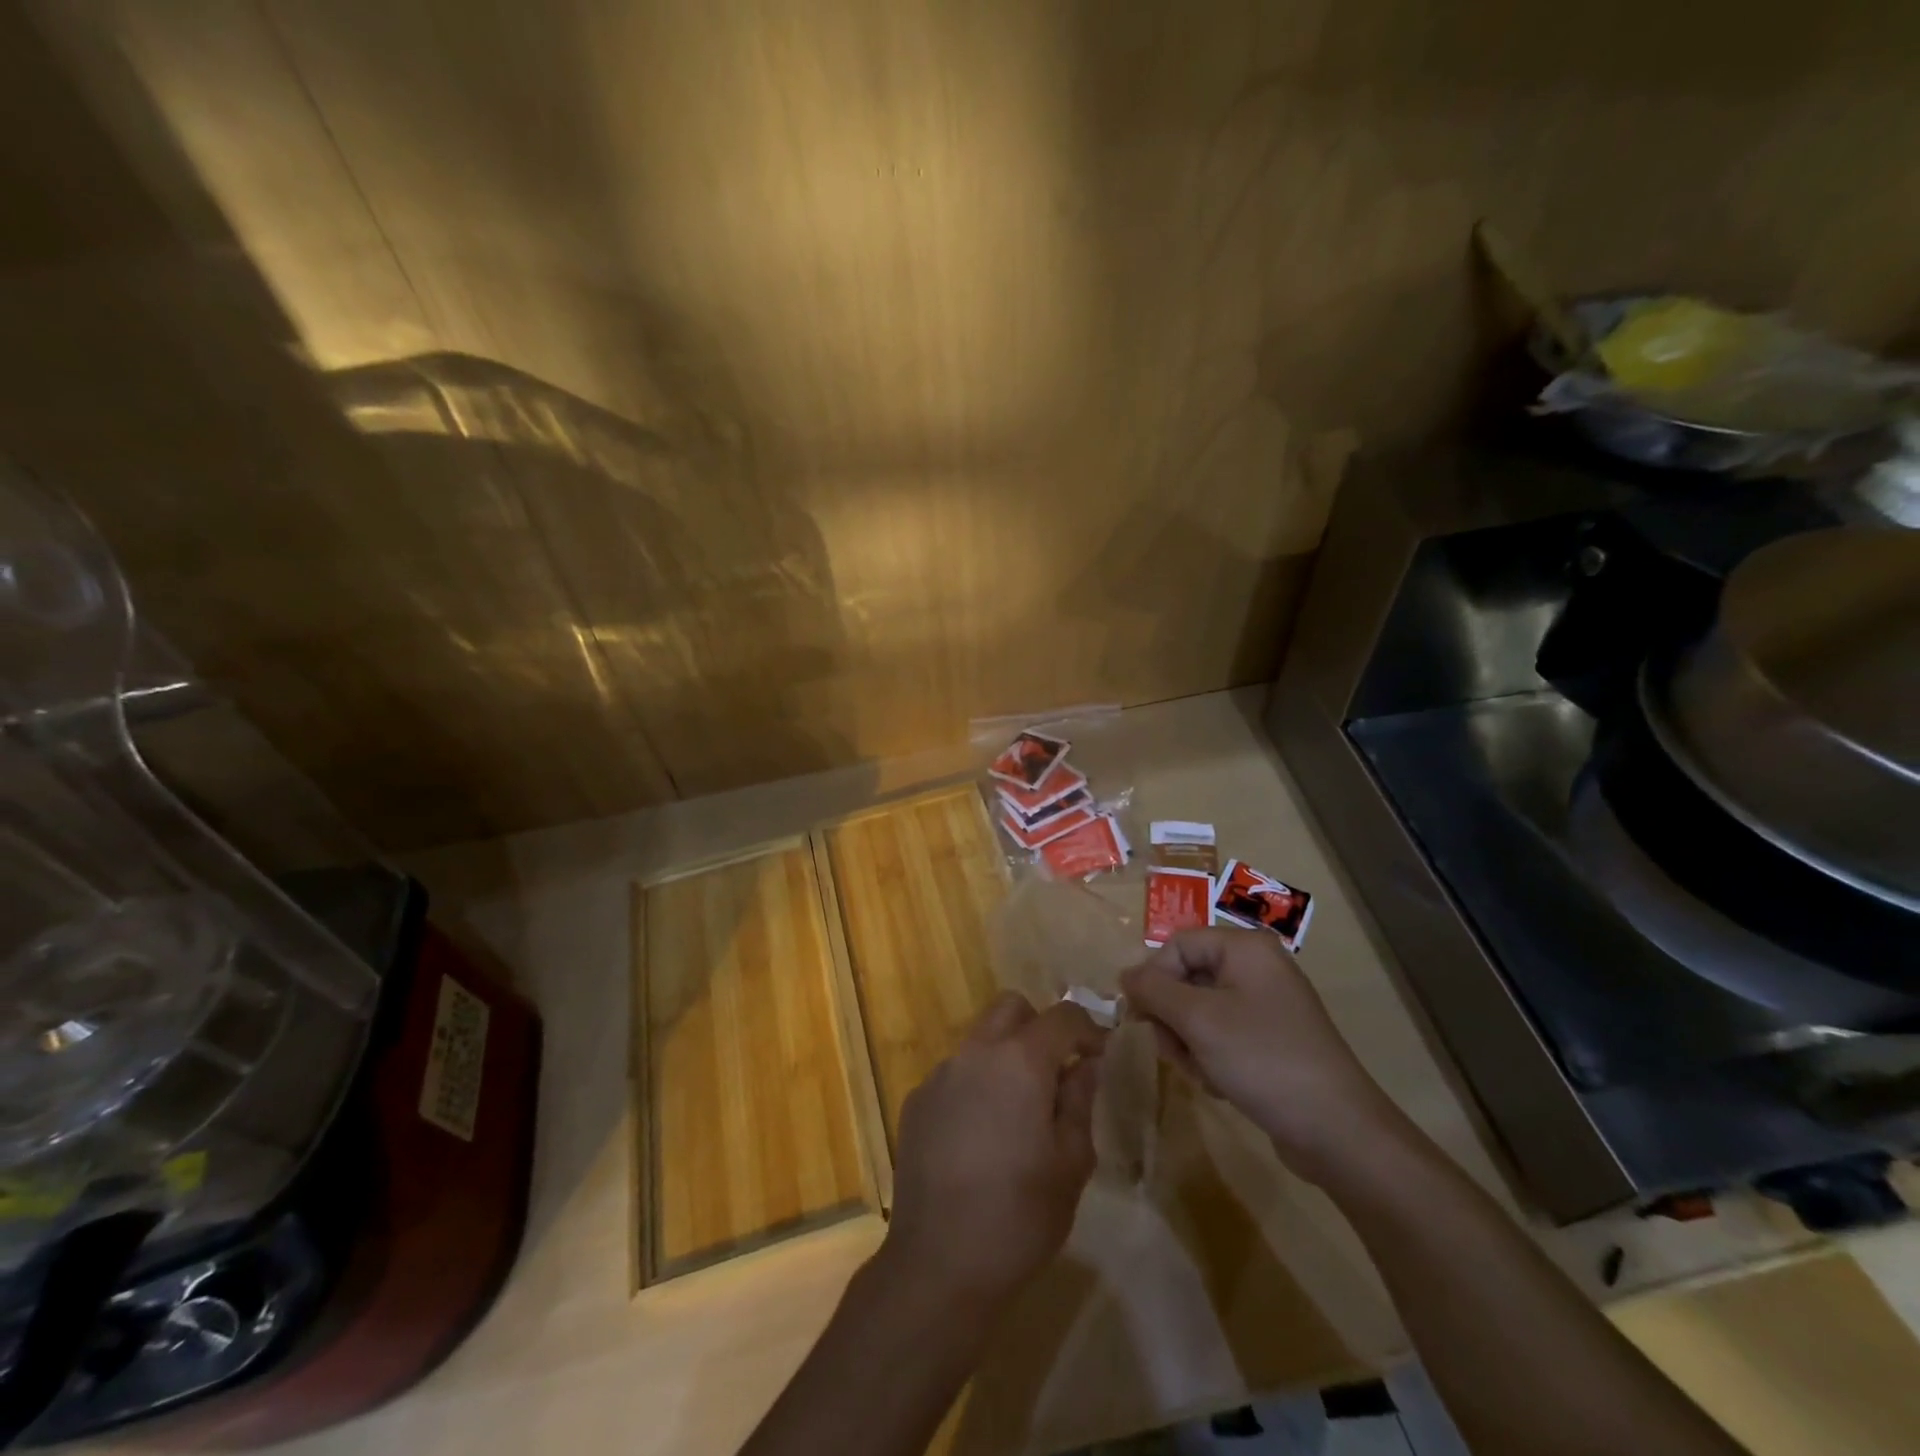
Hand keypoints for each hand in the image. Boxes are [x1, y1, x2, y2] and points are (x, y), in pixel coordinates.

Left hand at [881, 993, 1105, 1308]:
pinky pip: (955, 1074)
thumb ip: (1080, 1101)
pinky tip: (980, 1137)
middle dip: (1039, 1026)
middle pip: (1011, 1008)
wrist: (938, 1264)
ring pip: (980, 1040)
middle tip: (1056, 1071)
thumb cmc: (1019, 1216)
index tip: (1099, 1054)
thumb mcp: (1071, 1163)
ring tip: (1017, 1112)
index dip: (1087, 1028)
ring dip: (1005, 1057)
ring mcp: (940, 1075)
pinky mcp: (917, 1101)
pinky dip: (975, 1086)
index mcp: (1020, 1061)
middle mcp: (976, 1053)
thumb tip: (1085, 1064)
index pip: (1062, 1015)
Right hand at [1120, 928, 1405, 1185]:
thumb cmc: (1262, 1059)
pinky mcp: (1271, 1038)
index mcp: (1245, 948)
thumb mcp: (1197, 1020)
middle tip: (1172, 1050)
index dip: (1153, 977)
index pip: (1177, 945)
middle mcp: (1257, 967)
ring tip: (1203, 1072)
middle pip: (1187, 977)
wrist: (1336, 1130)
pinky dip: (1211, 1056)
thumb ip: (1153, 990)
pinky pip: (1222, 1033)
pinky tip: (1221, 1083)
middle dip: (1172, 1016)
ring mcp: (1267, 1004)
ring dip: (1188, 1041)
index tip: (1142, 1017)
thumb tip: (1124, 975)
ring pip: (1199, 1010)